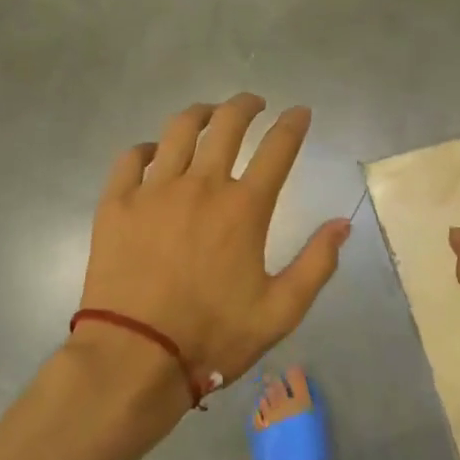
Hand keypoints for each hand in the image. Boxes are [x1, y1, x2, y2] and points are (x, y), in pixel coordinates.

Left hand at [77, 94, 350, 406]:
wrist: (135, 356)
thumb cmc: (213, 335)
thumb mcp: (281, 311)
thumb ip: (316, 264)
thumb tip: (343, 223)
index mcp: (244, 208)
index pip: (278, 149)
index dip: (293, 124)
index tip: (300, 112)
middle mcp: (202, 185)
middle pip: (227, 124)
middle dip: (246, 105)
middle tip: (254, 103)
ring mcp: (154, 190)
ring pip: (179, 130)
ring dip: (200, 114)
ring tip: (209, 114)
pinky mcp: (117, 203)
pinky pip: (132, 157)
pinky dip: (148, 147)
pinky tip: (155, 152)